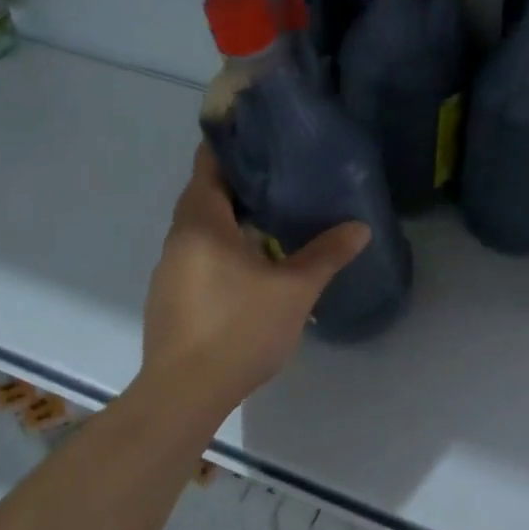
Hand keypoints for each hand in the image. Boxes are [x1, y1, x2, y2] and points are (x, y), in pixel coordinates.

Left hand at [139, 145, 369, 412]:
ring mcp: (168, 269)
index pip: (208, 164)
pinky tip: (249, 265)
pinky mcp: (169, 296)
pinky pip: (196, 254)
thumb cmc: (238, 330)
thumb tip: (360, 226)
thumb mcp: (294, 291)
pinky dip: (219, 247)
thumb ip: (326, 255)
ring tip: (272, 216)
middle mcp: (178, 238)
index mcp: (201, 223)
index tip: (261, 135)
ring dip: (229, 218)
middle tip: (282, 176)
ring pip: (199, 228)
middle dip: (239, 183)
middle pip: (203, 194)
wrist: (184, 394)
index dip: (231, 144)